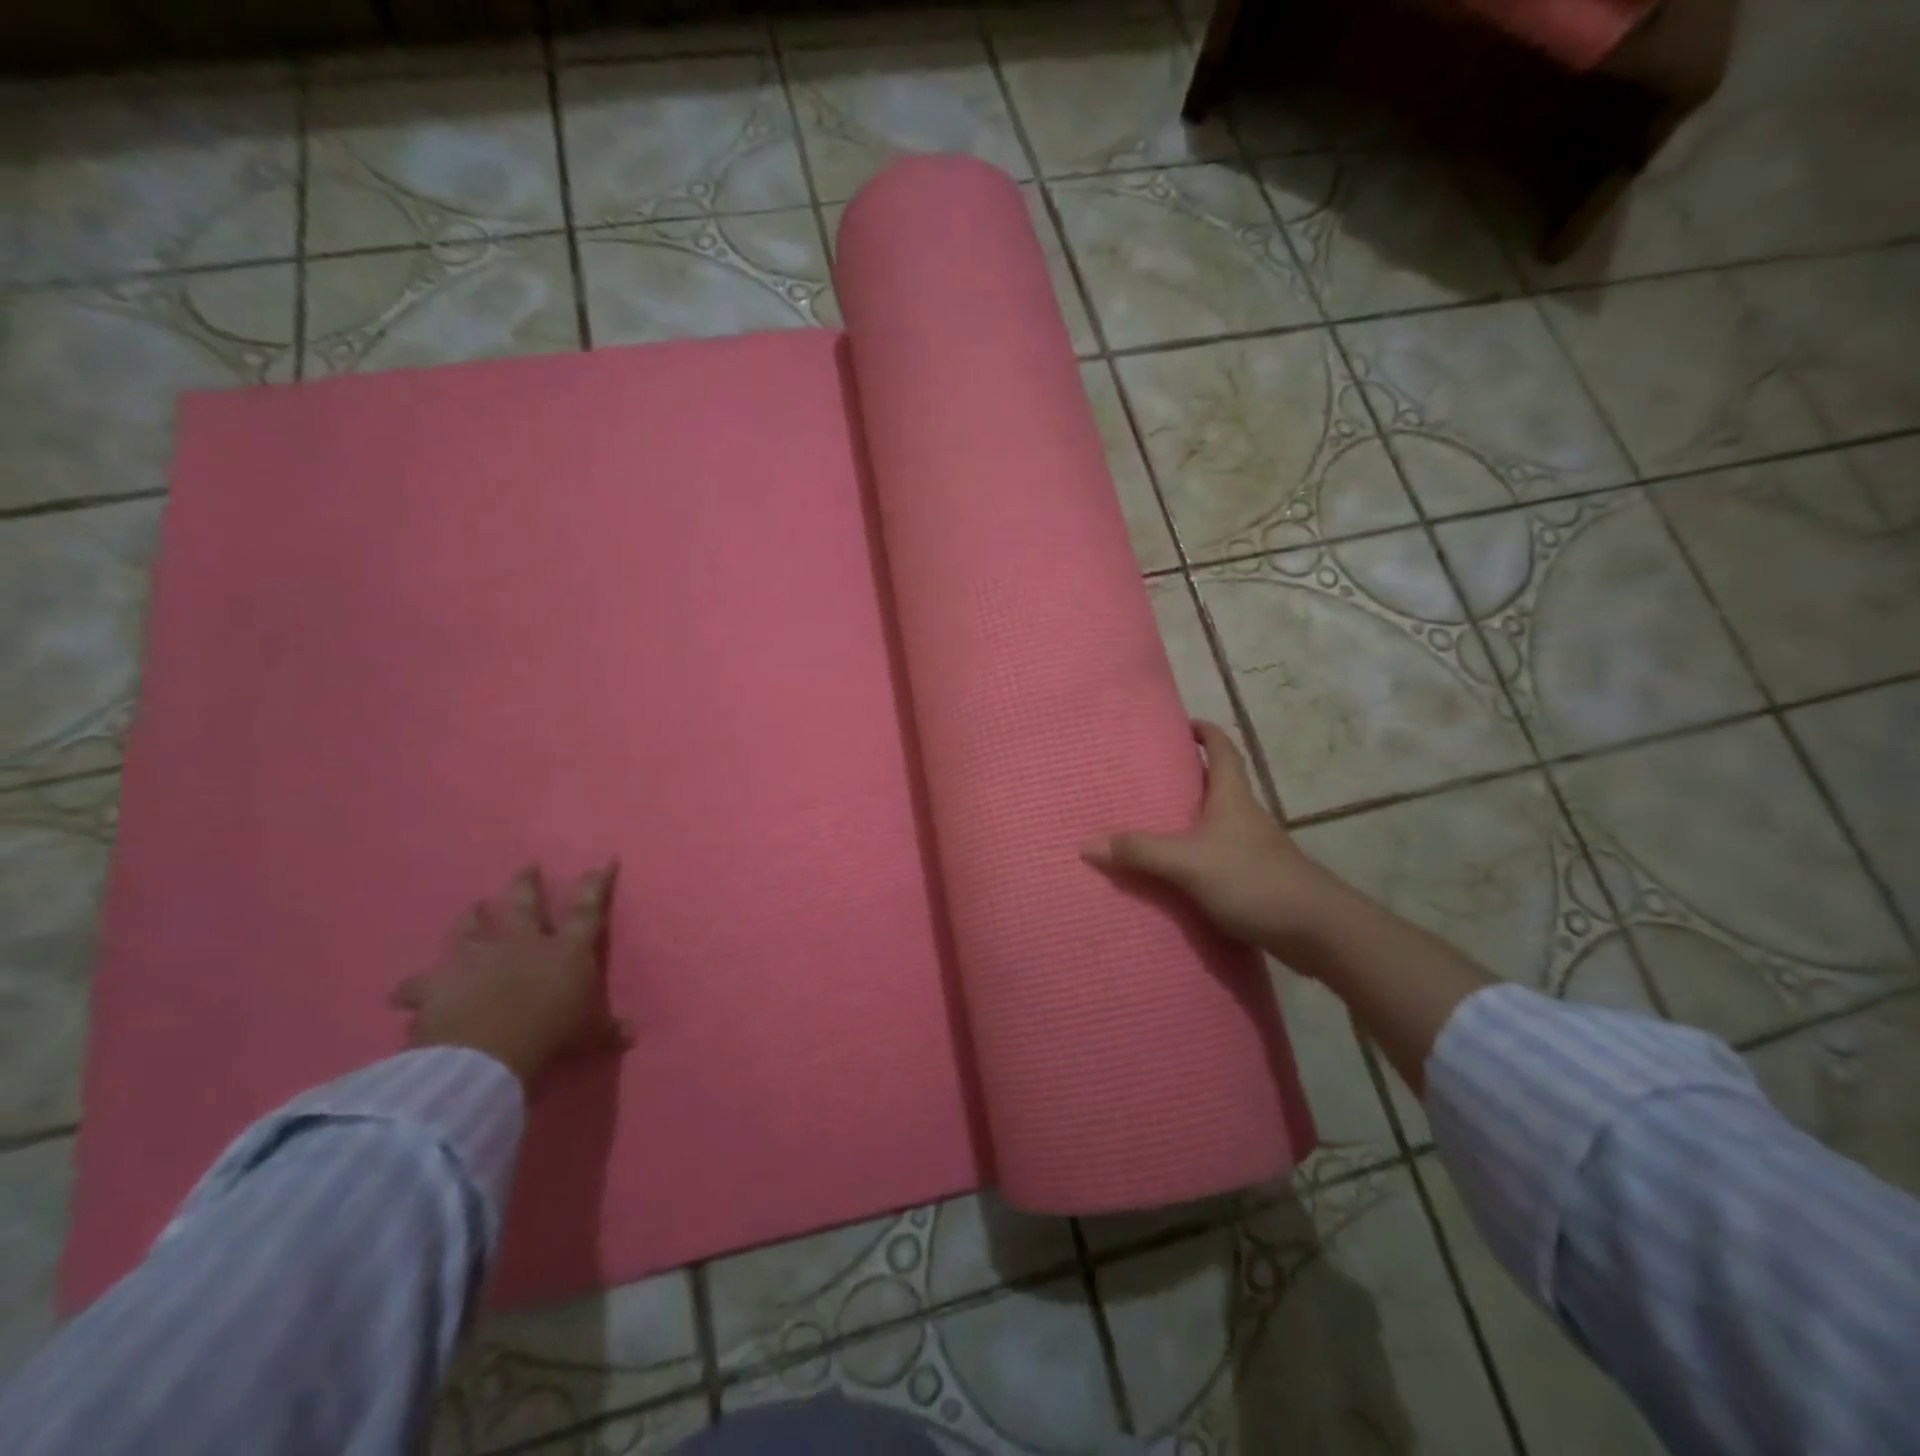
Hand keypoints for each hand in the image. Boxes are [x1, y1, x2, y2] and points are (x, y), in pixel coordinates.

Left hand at [389, 864, 631, 1088]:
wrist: (486, 1055)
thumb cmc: (551, 1035)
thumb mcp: (588, 1035)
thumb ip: (607, 1030)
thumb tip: (632, 1034)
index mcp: (566, 950)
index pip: (588, 909)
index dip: (597, 883)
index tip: (603, 859)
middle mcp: (523, 943)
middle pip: (526, 905)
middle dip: (527, 884)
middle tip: (527, 866)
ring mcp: (478, 958)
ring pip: (473, 928)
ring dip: (471, 918)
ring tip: (472, 906)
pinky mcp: (439, 982)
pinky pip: (420, 983)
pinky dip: (413, 987)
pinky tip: (401, 991)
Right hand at [1082, 721, 1338, 948]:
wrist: (1317, 929)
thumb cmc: (1253, 880)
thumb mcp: (1188, 863)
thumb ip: (1139, 852)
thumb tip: (1086, 844)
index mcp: (1232, 797)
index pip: (1222, 749)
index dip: (1204, 731)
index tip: (1181, 724)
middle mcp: (1245, 815)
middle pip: (1217, 783)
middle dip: (1187, 776)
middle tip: (1147, 777)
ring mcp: (1254, 848)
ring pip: (1217, 822)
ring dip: (1190, 818)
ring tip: (1152, 823)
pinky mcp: (1257, 878)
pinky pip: (1219, 855)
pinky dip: (1197, 855)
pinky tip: (1177, 873)